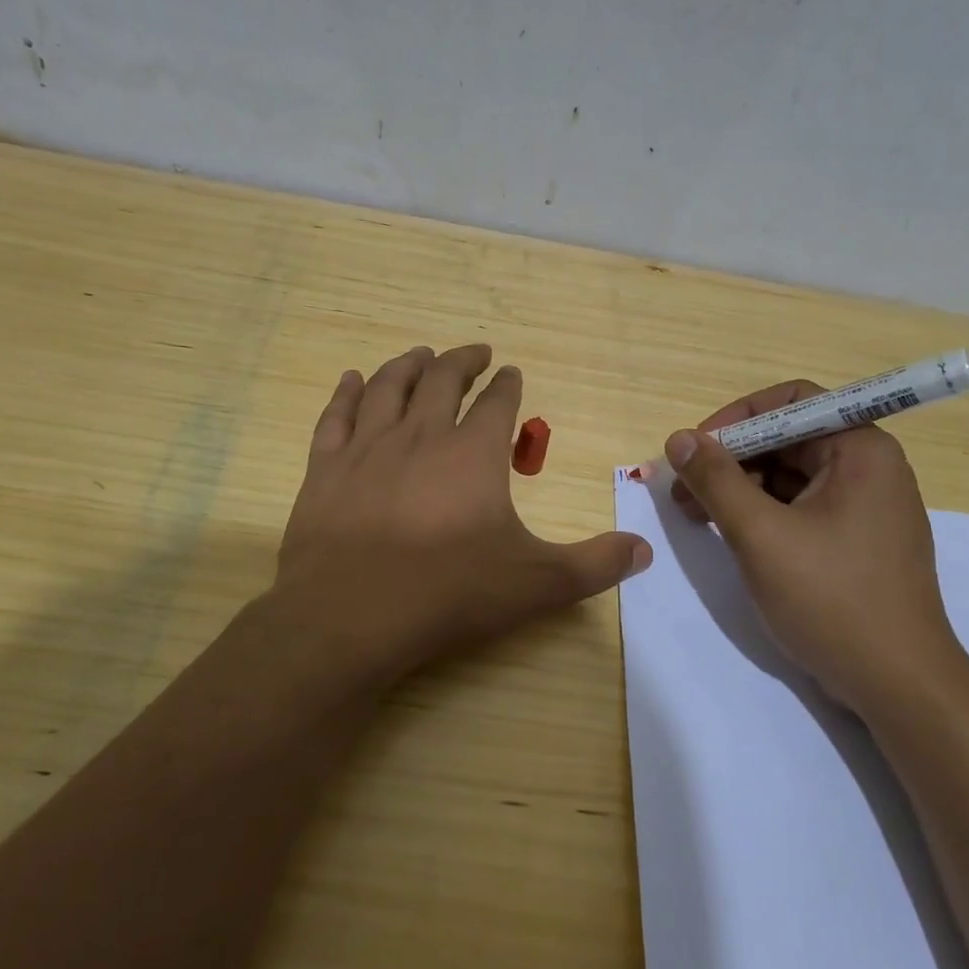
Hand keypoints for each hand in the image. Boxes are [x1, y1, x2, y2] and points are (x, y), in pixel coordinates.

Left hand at [274, 344, 650, 685]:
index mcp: (473, 454)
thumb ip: (594, 565)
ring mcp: (367, 448)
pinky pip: (336, 416)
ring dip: (408, 365)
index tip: (511, 371)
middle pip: (442, 380)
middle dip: (461, 361)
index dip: (507, 384)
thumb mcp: (536, 584)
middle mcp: (420, 435)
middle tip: (474, 353)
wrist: (350, 615)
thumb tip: (644, 550)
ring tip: (420, 354)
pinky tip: (352, 379)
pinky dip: (346, 393)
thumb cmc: (448, 594)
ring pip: (389, 387)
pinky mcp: (324, 469)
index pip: (497, 403)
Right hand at [664, 380, 968, 714]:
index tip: (695, 449)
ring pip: (789, 475)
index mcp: (860, 450)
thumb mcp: (760, 535)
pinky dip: (762, 513)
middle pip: (788, 438)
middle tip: (683, 491)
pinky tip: (730, 534)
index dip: (737, 418)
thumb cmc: (831, 599)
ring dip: (740, 488)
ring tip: (696, 516)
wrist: (898, 685)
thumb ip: (716, 480)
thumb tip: (679, 438)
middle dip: (731, 459)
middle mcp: (868, 467)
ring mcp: (864, 506)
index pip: (792, 402)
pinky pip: (800, 506)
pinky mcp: (855, 539)